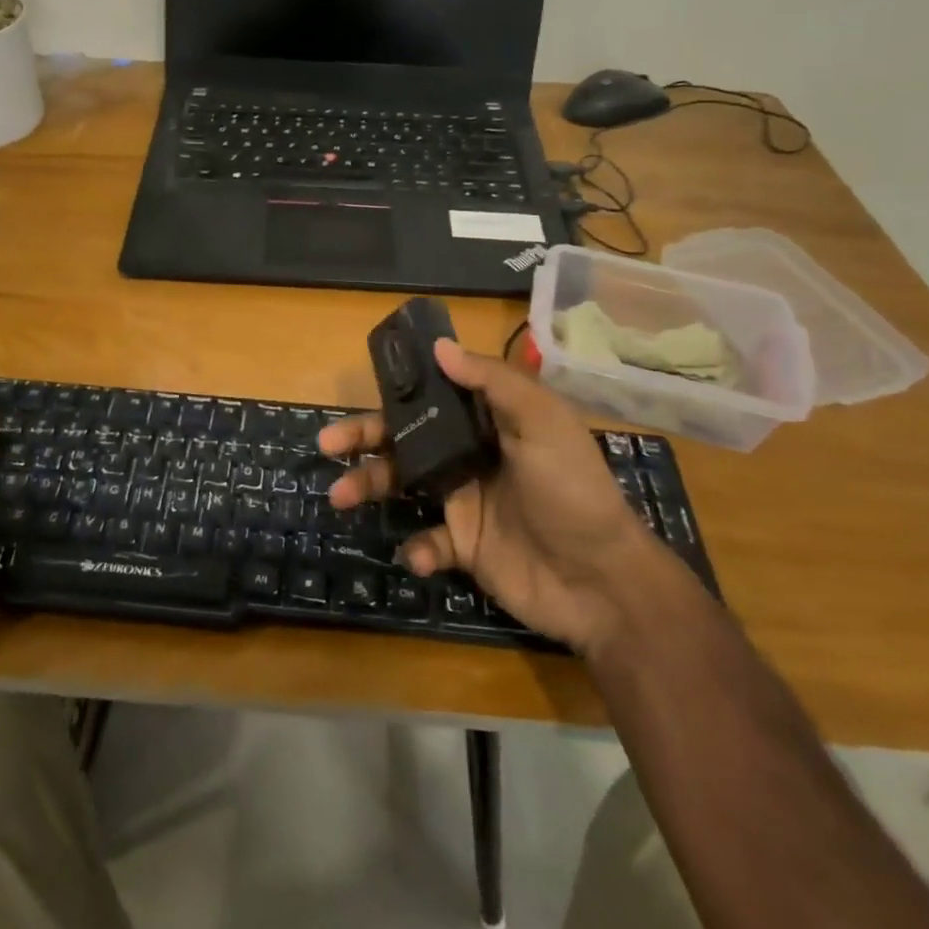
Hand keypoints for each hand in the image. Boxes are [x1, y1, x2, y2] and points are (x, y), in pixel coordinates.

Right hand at [321, 339, 656, 655]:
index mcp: (489, 421)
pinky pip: (427, 543)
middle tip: (326, 442)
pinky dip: (417, 548)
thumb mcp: (543, 423)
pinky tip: (420, 554)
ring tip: (340, 496)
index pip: (434, 395)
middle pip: (405, 438)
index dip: (399, 389)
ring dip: (368, 486)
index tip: (364, 385)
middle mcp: (470, 455)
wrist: (602, 582)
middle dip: (364, 437)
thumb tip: (441, 346)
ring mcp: (464, 501)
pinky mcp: (464, 547)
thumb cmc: (572, 491)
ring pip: (403, 485)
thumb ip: (493, 382)